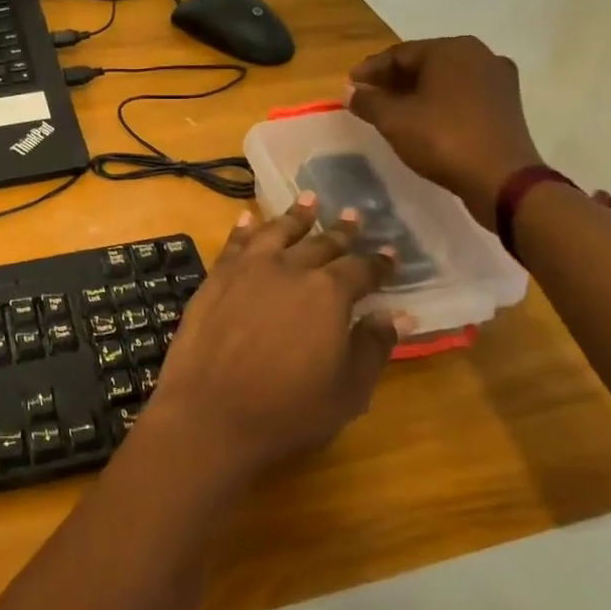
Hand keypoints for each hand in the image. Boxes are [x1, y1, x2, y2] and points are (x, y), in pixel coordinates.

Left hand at [144, 196, 400, 487]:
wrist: (211, 411)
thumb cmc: (288, 409)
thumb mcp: (348, 389)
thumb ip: (373, 346)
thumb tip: (400, 314)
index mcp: (328, 293)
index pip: (361, 270)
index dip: (379, 263)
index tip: (390, 253)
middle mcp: (289, 268)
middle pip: (321, 243)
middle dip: (340, 231)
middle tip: (353, 214)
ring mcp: (248, 268)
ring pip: (277, 231)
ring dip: (295, 215)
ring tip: (309, 198)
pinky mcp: (216, 276)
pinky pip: (235, 242)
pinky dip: (245, 227)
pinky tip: (248, 218)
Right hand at [347, 35, 544, 228]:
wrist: (502, 180)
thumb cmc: (442, 139)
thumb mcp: (393, 120)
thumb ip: (368, 101)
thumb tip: (350, 92)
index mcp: (450, 50)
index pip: (399, 54)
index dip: (370, 69)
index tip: (350, 84)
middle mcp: (478, 54)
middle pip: (424, 63)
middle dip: (393, 80)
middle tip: (368, 95)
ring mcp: (498, 79)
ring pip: (444, 79)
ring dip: (416, 91)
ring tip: (392, 109)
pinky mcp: (507, 103)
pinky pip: (463, 94)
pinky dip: (440, 101)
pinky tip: (423, 118)